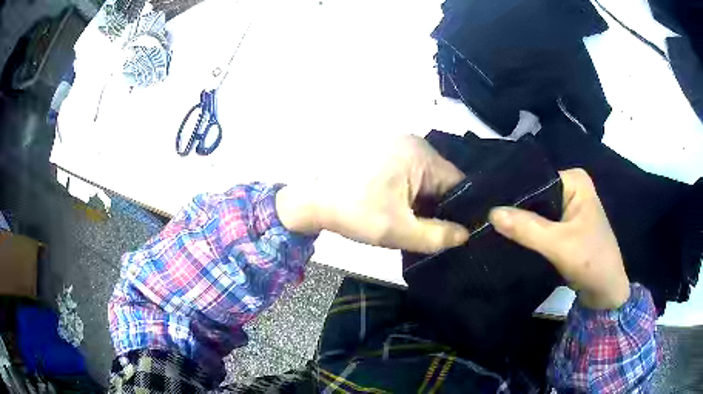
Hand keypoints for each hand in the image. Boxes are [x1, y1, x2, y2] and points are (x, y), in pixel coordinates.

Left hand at [276, 135, 469, 253]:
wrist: (310, 198)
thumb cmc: (353, 212)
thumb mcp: (398, 230)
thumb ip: (437, 236)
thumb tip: (466, 234)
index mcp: (420, 155)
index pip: (458, 184)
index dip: (463, 210)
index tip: (459, 232)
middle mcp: (414, 143)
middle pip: (443, 180)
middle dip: (441, 207)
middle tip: (438, 232)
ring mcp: (398, 145)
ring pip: (427, 179)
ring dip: (425, 201)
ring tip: (419, 222)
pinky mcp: (386, 151)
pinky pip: (411, 174)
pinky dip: (412, 193)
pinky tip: (404, 208)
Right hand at [489, 168, 629, 309]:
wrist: (606, 291)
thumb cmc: (591, 261)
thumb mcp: (559, 245)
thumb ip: (527, 228)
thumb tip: (491, 213)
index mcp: (575, 181)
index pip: (536, 180)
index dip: (513, 193)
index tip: (486, 205)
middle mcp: (571, 188)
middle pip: (535, 195)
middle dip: (514, 209)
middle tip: (484, 218)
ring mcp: (568, 207)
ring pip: (536, 211)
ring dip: (519, 222)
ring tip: (490, 226)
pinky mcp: (564, 226)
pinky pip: (541, 224)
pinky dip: (527, 232)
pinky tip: (507, 237)